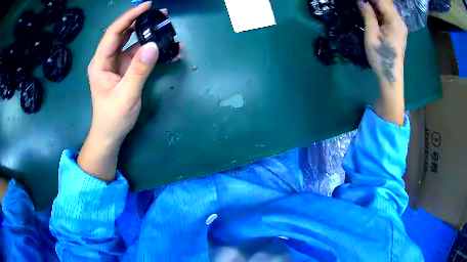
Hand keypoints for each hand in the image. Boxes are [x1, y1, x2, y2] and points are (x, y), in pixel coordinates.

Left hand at [78, 2, 160, 180]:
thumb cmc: (113, 117)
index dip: (129, 17)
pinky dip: (151, 51)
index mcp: (100, 62)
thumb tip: (154, 45)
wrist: (110, 135)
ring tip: (166, 27)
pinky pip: (138, 55)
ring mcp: (116, 64)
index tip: (146, 7)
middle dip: (140, 22)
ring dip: (148, 34)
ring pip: (132, 43)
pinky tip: (165, 49)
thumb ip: (139, 70)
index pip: (114, 32)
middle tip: (161, 15)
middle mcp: (107, 59)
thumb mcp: (126, 95)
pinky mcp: (125, 70)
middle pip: (123, 34)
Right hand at [358, 0, 407, 124]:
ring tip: (364, 8)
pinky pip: (388, 15)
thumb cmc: (381, 58)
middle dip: (373, 1)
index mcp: (395, 21)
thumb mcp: (371, 35)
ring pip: (387, 8)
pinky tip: (371, 13)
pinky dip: (379, 12)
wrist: (391, 78)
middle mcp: (400, 21)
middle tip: (361, 3)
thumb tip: (362, 1)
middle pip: (386, 3)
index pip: (382, 1)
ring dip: (375, 6)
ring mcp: (400, 26)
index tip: (360, 0)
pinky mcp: (398, 31)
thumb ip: (368, 15)